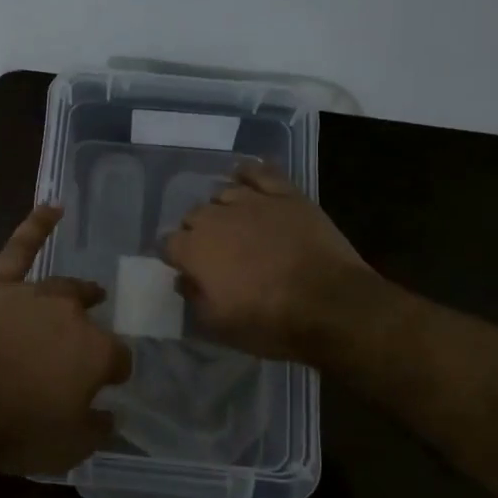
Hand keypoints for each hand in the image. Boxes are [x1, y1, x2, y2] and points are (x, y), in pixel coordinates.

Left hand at [0, 204, 131, 474]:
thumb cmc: (13, 431)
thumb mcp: (68, 448)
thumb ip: (97, 427)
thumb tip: (110, 414)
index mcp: (96, 352)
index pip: (118, 359)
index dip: (113, 373)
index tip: (105, 386)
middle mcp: (71, 315)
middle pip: (90, 320)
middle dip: (91, 334)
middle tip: (82, 350)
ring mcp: (33, 293)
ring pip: (63, 287)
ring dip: (78, 293)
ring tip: (88, 293)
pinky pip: (20, 247)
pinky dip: (37, 225)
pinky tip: (52, 207)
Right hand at [162, 160, 372, 360]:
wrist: (329, 304)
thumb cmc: (269, 322)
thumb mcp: (219, 326)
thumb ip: (194, 298)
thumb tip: (184, 279)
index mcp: (194, 250)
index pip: (169, 244)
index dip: (177, 257)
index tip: (187, 269)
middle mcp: (216, 218)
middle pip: (194, 216)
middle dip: (198, 232)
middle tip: (215, 252)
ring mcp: (252, 200)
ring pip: (223, 193)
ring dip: (223, 208)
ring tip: (235, 223)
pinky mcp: (285, 194)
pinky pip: (259, 172)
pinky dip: (249, 173)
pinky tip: (247, 178)